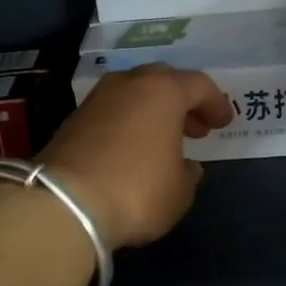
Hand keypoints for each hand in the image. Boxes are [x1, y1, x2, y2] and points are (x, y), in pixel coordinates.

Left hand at [39, 65, 233, 248]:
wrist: (63, 203)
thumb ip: (188, 173)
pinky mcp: (72, 119)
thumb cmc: (137, 190)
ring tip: (163, 140)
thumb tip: (185, 166)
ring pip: (133, 94)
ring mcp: (96, 99)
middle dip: (181, 102)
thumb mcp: (179, 191)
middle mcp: (129, 84)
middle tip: (194, 128)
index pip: (199, 85)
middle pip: (163, 81)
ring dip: (151, 112)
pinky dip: (127, 124)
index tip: (222, 123)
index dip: (215, 104)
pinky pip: (111, 112)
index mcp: (163, 90)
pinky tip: (132, 150)